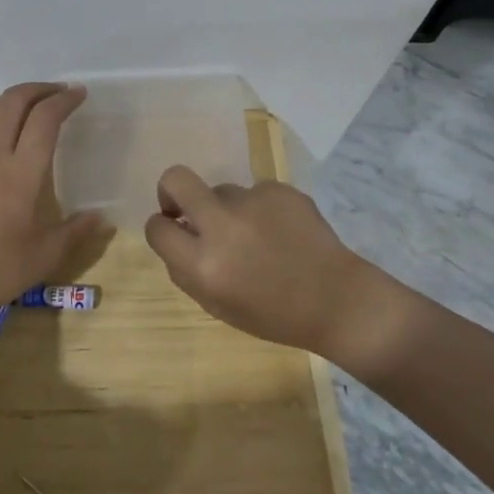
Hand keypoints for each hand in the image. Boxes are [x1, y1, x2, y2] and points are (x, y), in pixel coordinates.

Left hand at [0, 83, 111, 313]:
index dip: (64, 101)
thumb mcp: (47, 254)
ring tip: (31, 105)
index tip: (79, 94)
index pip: (44, 119)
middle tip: (59, 93)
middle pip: (14, 101)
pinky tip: (1, 135)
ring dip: (12, 98)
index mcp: (21, 172)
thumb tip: (101, 217)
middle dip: (39, 89)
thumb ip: (76, 231)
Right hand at [143, 166, 379, 359]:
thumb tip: (176, 233)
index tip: (173, 230)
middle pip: (176, 179)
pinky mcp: (280, 190)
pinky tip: (282, 232)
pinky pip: (255, 193)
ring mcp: (254, 202)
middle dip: (170, 190)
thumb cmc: (273, 314)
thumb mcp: (216, 305)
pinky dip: (261, 209)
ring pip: (221, 191)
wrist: (337, 300)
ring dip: (227, 209)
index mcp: (204, 265)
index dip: (161, 227)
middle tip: (184, 207)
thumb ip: (186, 270)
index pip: (157, 227)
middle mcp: (224, 226)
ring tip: (257, 237)